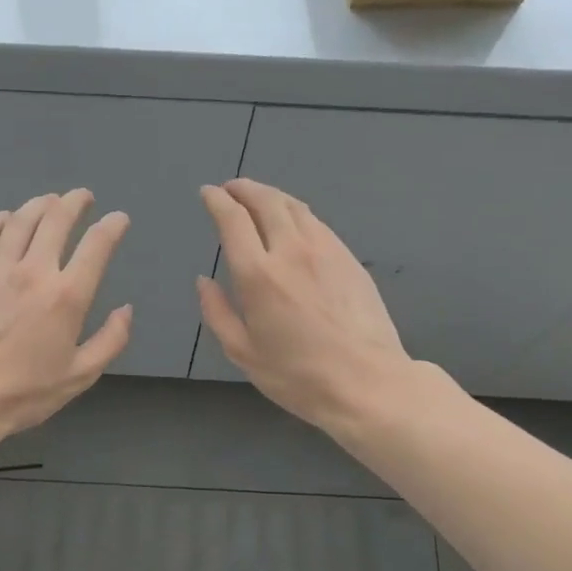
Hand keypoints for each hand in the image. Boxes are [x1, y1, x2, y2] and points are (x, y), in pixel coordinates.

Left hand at [0, 189, 131, 453]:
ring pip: (20, 220)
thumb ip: (110, 341)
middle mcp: (33, 272)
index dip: (112, 226)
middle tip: (81, 197)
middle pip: (56, 220)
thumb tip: (126, 309)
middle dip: (74, 202)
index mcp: (67, 296)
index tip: (118, 219)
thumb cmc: (23, 394)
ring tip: (48, 201)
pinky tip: (5, 219)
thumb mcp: (79, 376)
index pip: (97, 245)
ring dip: (39, 205)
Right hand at [197, 179, 418, 434]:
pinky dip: (297, 212)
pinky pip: (317, 223)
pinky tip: (293, 221)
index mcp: (258, 275)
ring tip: (259, 198)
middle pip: (266, 201)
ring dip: (271, 195)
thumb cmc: (298, 375)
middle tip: (231, 188)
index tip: (207, 193)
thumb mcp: (243, 352)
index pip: (233, 220)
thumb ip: (217, 312)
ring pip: (295, 207)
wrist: (367, 382)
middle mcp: (291, 251)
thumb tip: (204, 281)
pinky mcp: (349, 259)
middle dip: (244, 189)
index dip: (217, 201)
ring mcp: (326, 251)